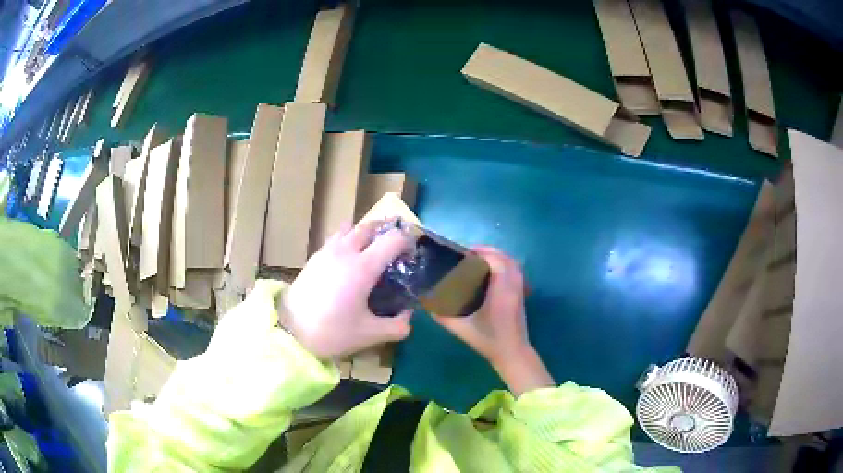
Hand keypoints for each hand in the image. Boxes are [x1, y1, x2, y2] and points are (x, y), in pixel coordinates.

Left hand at [280, 222, 413, 359]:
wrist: (289, 330)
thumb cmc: (331, 331)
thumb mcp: (369, 334)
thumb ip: (396, 326)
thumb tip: (408, 318)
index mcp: (364, 267)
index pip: (393, 240)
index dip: (407, 242)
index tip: (411, 256)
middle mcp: (346, 252)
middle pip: (369, 226)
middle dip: (385, 231)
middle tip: (393, 248)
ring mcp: (326, 252)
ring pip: (349, 228)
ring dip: (364, 233)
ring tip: (369, 251)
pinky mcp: (313, 258)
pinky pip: (335, 239)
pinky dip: (347, 241)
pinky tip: (346, 263)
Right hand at [432, 247, 553, 395]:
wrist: (512, 353)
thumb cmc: (488, 340)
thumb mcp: (462, 329)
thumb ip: (443, 315)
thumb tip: (426, 301)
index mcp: (501, 291)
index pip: (496, 261)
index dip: (481, 252)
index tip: (464, 253)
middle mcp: (513, 286)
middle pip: (506, 258)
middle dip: (488, 251)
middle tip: (469, 254)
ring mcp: (520, 289)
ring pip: (513, 263)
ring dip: (497, 257)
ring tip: (479, 260)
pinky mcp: (521, 294)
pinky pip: (516, 271)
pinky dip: (505, 265)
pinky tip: (491, 272)